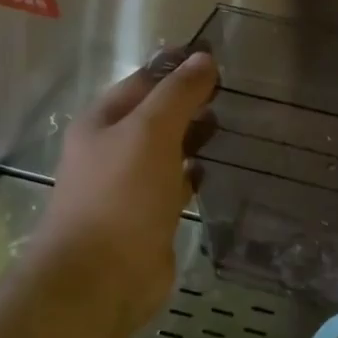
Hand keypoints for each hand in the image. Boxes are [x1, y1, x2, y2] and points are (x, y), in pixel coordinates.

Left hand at [32, 48, 218, 330]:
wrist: (100, 278)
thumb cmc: (121, 196)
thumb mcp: (150, 132)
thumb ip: (178, 94)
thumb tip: (204, 59)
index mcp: (102, 122)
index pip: (143, 81)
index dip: (178, 67)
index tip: (219, 59)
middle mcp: (113, 150)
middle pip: (155, 115)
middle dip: (190, 103)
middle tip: (236, 93)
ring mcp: (130, 186)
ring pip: (167, 150)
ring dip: (194, 138)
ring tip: (235, 125)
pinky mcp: (149, 217)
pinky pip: (175, 184)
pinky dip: (194, 173)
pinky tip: (217, 169)